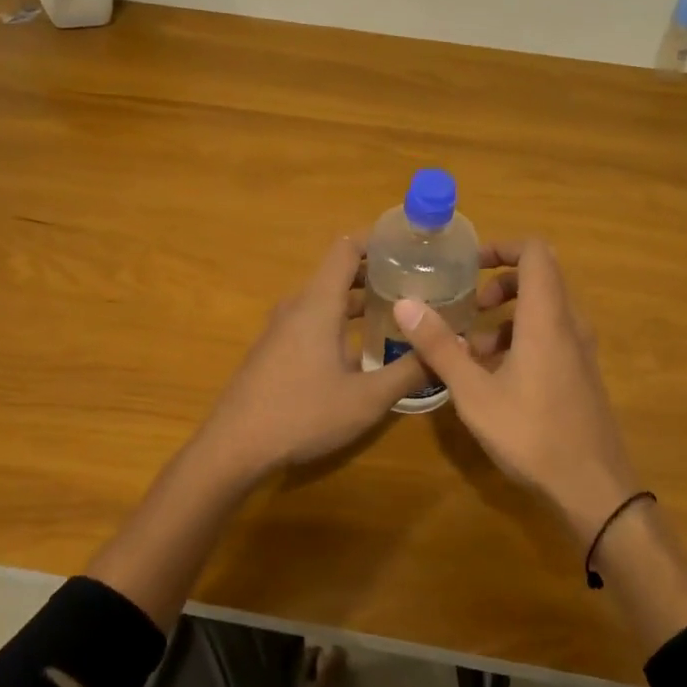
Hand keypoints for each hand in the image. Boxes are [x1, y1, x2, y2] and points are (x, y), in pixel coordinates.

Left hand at [191, 235, 429, 484]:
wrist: (234, 447)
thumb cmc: (302, 414)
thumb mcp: (366, 399)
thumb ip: (410, 372)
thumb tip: (452, 349)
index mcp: (318, 303)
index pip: (347, 248)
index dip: (378, 238)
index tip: (411, 243)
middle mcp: (298, 306)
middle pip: (340, 272)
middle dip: (379, 272)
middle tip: (419, 281)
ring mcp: (282, 328)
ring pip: (327, 299)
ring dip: (362, 300)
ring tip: (401, 312)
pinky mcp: (276, 349)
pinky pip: (314, 320)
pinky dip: (343, 320)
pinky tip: (365, 348)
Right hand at [391, 240, 637, 544]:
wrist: (594, 488)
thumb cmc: (532, 434)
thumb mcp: (474, 393)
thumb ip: (440, 346)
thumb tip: (405, 304)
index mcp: (546, 318)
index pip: (535, 252)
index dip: (502, 247)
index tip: (468, 264)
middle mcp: (569, 324)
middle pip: (539, 278)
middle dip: (500, 283)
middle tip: (470, 305)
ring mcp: (580, 349)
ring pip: (544, 309)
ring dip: (508, 315)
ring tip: (472, 348)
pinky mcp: (581, 372)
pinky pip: (551, 335)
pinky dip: (522, 337)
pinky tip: (495, 376)